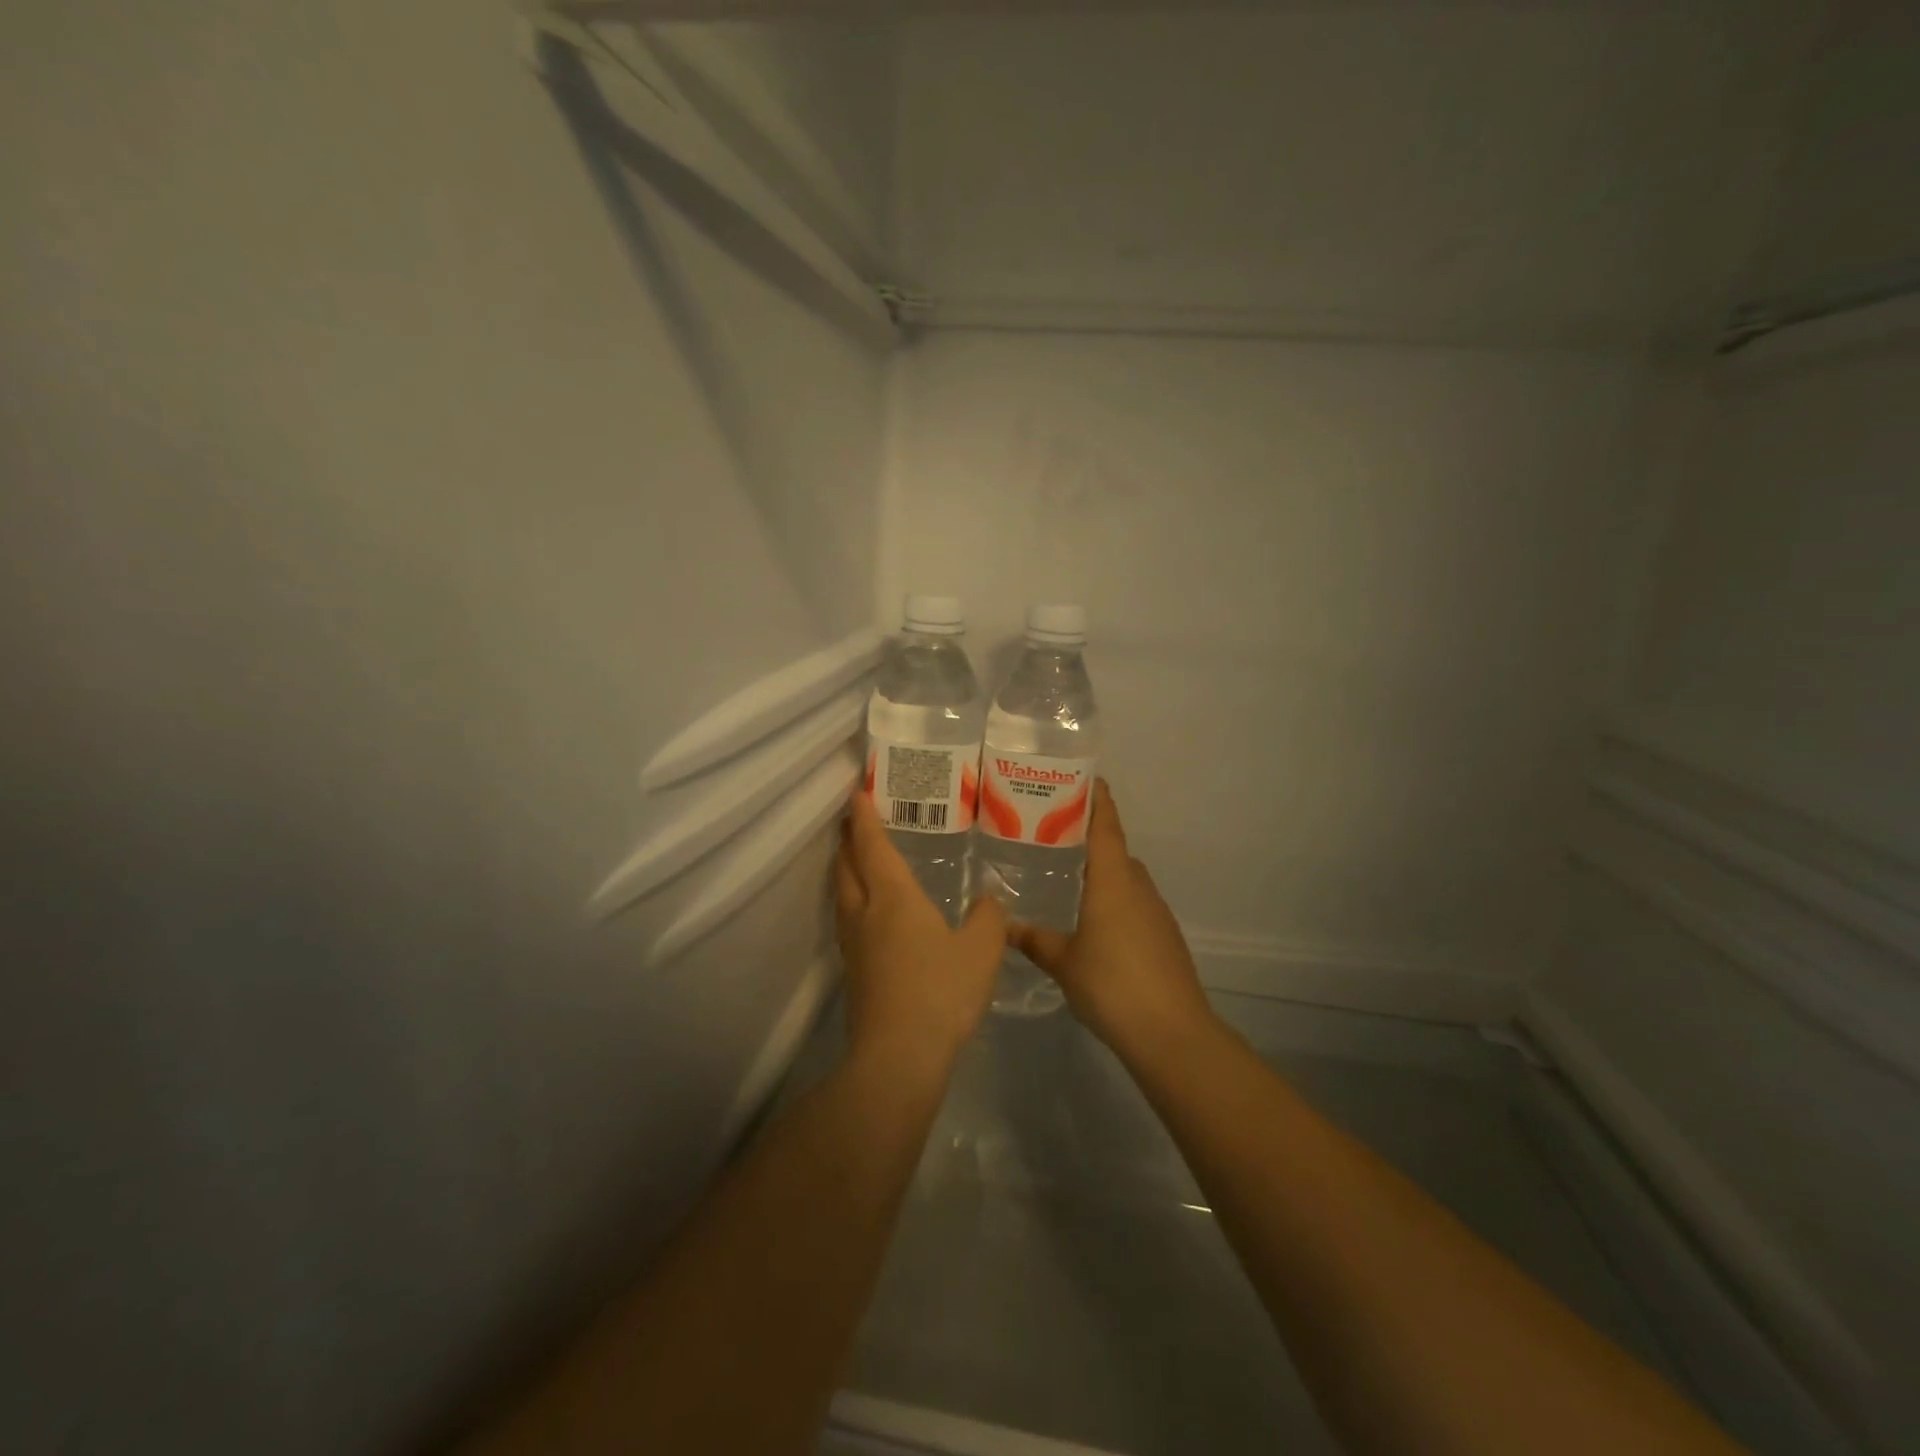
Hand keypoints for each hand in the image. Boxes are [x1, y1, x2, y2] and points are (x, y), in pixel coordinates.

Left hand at [835, 791, 1007, 1075]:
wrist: (899, 1056)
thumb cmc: (941, 992)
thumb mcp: (982, 950)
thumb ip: (989, 918)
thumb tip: (987, 900)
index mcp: (893, 898)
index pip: (873, 846)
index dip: (864, 817)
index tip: (855, 792)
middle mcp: (866, 913)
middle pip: (846, 865)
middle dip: (847, 838)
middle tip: (852, 819)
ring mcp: (854, 945)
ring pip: (841, 893)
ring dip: (845, 868)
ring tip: (856, 858)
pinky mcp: (854, 971)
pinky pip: (847, 919)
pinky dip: (852, 899)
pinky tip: (869, 912)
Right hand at [1010, 781, 1215, 1056]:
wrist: (1172, 1033)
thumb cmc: (1112, 984)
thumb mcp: (1063, 961)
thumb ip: (1033, 939)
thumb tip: (1001, 925)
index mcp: (1113, 881)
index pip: (1107, 826)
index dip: (1098, 800)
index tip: (1085, 778)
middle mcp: (1138, 887)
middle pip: (1115, 850)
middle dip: (1090, 839)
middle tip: (1053, 837)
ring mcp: (1156, 912)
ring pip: (1126, 879)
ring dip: (1103, 872)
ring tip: (1068, 880)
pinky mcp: (1165, 936)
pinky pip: (1135, 903)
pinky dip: (1115, 900)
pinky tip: (1094, 924)